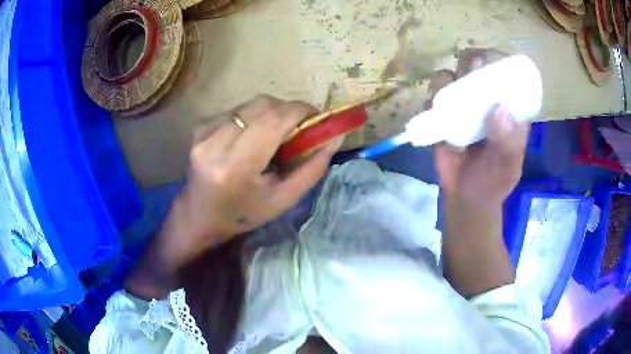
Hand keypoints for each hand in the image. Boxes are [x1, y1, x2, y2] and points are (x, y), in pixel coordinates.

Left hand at [125, 95, 341, 298]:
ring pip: (251, 104)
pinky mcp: (199, 126)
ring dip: (271, 113)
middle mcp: (215, 143)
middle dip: (288, 110)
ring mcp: (203, 132)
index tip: (315, 117)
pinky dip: (253, 117)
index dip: (300, 111)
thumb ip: (311, 169)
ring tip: (275, 134)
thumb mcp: (282, 200)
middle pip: (263, 105)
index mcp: (236, 167)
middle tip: (299, 127)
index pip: (273, 120)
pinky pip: (237, 110)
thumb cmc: (243, 213)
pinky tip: (252, 136)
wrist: (200, 214)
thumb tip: (335, 137)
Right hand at [429, 48, 528, 206]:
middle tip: (470, 70)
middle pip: (477, 66)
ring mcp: (463, 107)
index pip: (506, 73)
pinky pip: (433, 99)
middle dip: (471, 61)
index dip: (499, 59)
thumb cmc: (494, 181)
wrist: (466, 198)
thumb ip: (509, 142)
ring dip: (449, 77)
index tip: (491, 60)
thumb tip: (499, 109)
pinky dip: (433, 100)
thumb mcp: (509, 165)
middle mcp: (485, 101)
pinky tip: (438, 114)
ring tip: (452, 95)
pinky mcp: (443, 117)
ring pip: (452, 76)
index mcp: (508, 107)